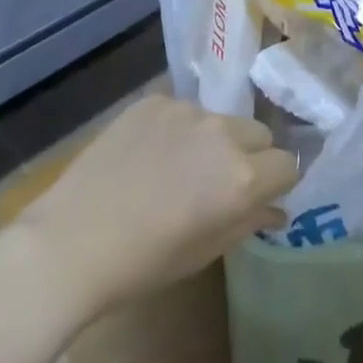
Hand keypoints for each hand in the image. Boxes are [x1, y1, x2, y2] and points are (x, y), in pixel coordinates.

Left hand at [13, 94, 297, 318]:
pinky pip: (182, 110)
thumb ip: (247, 223)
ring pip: (220, 120)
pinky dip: (177, 129)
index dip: (277, 181)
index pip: (288, 164)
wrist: (74, 239)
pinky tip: (149, 155)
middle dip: (251, 155)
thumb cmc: (144, 262)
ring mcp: (187, 110)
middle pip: (259, 133)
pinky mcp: (155, 100)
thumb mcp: (204, 252)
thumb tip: (276, 210)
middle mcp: (222, 133)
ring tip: (178, 168)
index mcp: (242, 177)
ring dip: (212, 140)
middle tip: (220, 182)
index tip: (261, 194)